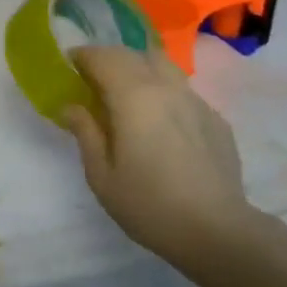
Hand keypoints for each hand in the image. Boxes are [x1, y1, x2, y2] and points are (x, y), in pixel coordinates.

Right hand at [64, 46, 276, 277]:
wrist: (217, 231)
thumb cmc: (149, 205)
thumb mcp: (101, 175)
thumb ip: (85, 133)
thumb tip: (72, 107)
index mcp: (133, 96)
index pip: (103, 58)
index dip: (83, 57)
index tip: (69, 66)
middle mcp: (166, 88)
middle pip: (133, 54)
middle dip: (109, 60)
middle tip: (93, 80)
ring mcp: (196, 101)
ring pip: (163, 66)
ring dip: (140, 70)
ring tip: (128, 96)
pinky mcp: (216, 119)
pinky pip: (183, 92)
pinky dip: (164, 94)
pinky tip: (161, 125)